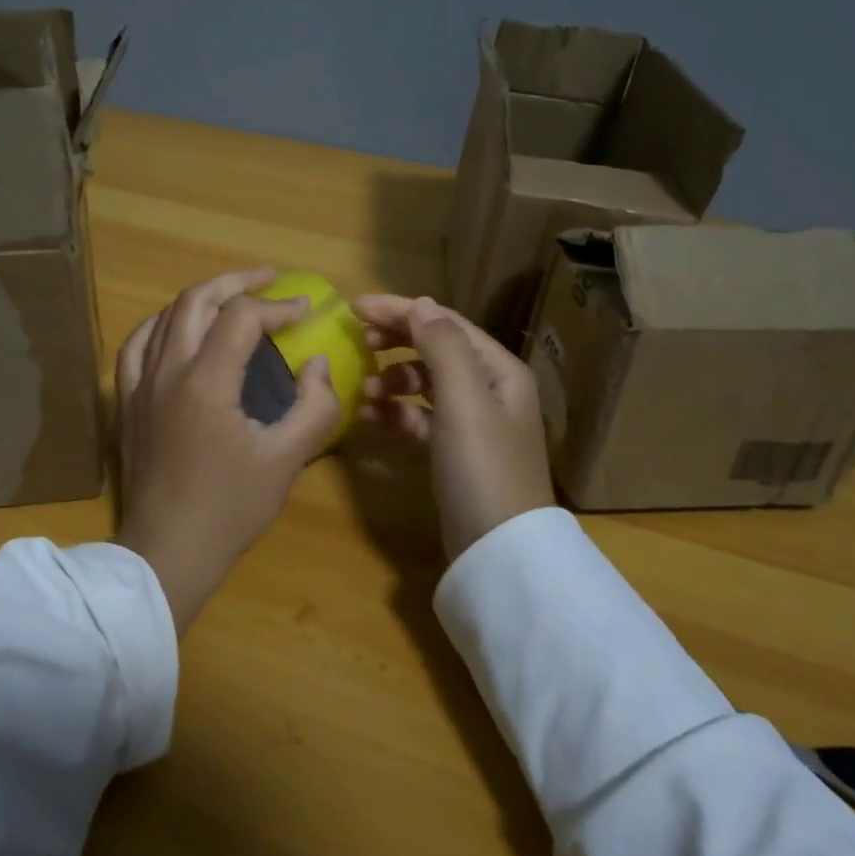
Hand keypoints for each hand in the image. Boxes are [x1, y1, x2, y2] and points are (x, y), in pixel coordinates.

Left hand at [115, 267, 341, 632]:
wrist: (166, 552)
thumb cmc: (229, 509)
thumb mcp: (286, 461)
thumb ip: (313, 407)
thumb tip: (318, 364)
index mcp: (206, 382)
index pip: (241, 318)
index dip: (277, 306)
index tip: (306, 311)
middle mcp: (166, 371)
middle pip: (195, 300)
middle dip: (236, 282)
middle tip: (268, 278)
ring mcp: (139, 385)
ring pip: (164, 316)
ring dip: (200, 297)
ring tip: (230, 296)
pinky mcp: (126, 403)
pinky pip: (136, 345)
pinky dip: (161, 324)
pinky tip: (175, 328)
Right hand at [352, 295, 555, 562]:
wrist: (499, 550)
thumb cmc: (482, 466)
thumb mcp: (464, 400)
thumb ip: (442, 347)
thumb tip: (421, 304)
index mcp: (498, 369)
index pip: (445, 323)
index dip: (401, 311)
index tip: (355, 308)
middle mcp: (489, 389)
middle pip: (435, 349)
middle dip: (396, 340)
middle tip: (358, 341)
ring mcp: (472, 422)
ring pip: (425, 384)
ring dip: (392, 379)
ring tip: (363, 391)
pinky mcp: (454, 452)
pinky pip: (420, 417)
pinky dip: (396, 413)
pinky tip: (370, 419)